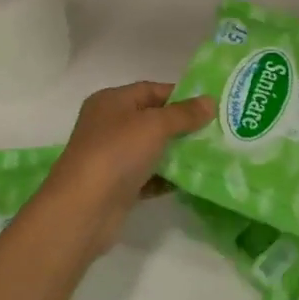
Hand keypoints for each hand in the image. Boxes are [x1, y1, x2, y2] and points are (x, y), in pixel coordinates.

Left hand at [39, 81, 212, 255]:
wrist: (83, 209)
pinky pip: (148, 176)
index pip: (150, 90)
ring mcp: (112, 157)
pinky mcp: (118, 187)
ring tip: (211, 153)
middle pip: (152, 119)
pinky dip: (167, 177)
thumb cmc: (116, 153)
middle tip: (215, 130)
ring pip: (151, 149)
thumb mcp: (154, 125)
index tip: (209, 105)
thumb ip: (184, 114)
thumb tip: (210, 101)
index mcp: (111, 102)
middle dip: (182, 125)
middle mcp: (109, 125)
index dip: (180, 95)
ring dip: (177, 152)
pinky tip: (191, 179)